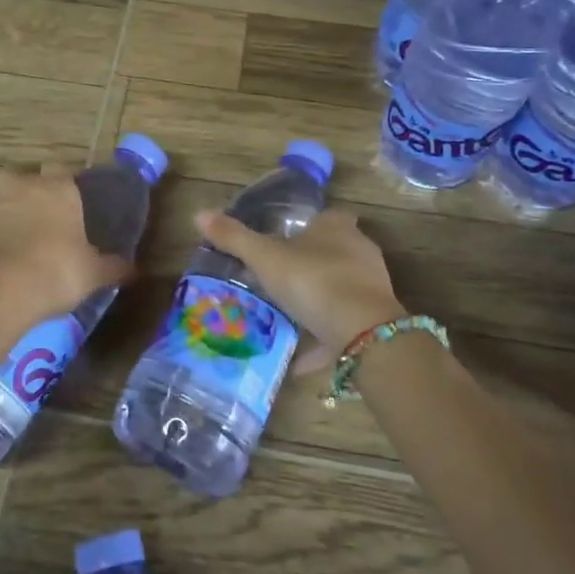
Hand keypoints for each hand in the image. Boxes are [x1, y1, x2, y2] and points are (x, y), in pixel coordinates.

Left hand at [0, 164, 131, 333]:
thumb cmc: (55, 272)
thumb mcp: (93, 274)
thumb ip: (113, 267)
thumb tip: (134, 269)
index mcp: (56, 190)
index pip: (58, 167)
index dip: (61, 179)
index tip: (67, 196)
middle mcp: (19, 190)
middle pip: (13, 175)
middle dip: (18, 187)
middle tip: (31, 213)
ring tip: (6, 238)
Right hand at [194, 207, 402, 367]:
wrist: (364, 332)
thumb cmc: (313, 280)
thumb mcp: (265, 258)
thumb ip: (235, 238)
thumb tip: (199, 213)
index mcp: (337, 227)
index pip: (327, 216)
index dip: (308, 226)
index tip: (285, 239)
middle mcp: (359, 250)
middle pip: (335, 251)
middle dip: (311, 263)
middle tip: (279, 279)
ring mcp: (372, 286)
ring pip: (340, 289)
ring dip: (318, 302)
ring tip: (286, 318)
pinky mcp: (375, 320)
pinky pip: (344, 326)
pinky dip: (323, 340)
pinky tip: (299, 360)